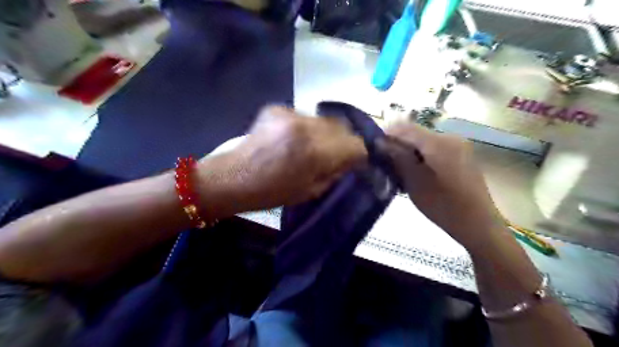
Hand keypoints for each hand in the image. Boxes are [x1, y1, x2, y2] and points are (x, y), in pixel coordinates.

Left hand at [195, 105, 362, 214]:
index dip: (358, 154)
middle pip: (342, 127)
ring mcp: (289, 113)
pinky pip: (304, 116)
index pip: (355, 144)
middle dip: (342, 142)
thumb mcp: (310, 191)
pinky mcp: (277, 107)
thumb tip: (350, 160)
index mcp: (314, 152)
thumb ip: (335, 172)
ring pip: (324, 120)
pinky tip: (292, 139)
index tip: (353, 161)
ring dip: (324, 133)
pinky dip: (306, 127)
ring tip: (311, 147)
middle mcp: (305, 126)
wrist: (232, 177)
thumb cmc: (271, 192)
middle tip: (333, 155)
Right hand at [377, 123, 501, 250]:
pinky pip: (434, 149)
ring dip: (407, 152)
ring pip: (423, 142)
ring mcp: (458, 146)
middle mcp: (450, 138)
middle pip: (415, 134)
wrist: (479, 225)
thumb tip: (379, 141)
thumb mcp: (415, 183)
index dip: (386, 135)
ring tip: (397, 170)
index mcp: (440, 143)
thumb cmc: (444, 207)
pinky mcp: (460, 155)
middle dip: (396, 145)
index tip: (372, 148)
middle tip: (383, 162)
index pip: (405, 128)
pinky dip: (420, 157)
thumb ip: (398, 158)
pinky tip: (414, 173)